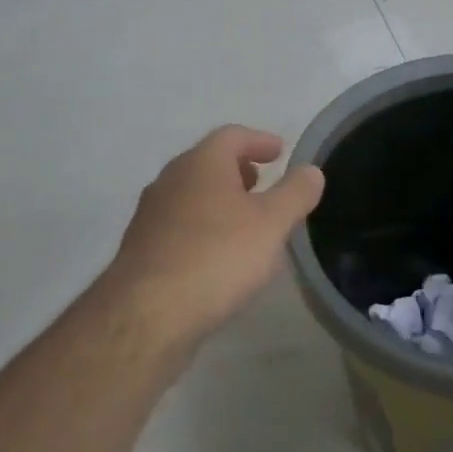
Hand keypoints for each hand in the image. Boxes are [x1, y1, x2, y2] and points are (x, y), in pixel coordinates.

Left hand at [98, 125, 324, 351]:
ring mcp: (150, 216)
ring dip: (219, 201)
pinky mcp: (141, 251)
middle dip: (238, 170)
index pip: (232, 136)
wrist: (147, 315)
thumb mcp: (272, 223)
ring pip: (191, 196)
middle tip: (263, 184)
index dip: (259, 140)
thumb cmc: (217, 256)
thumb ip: (295, 193)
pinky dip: (203, 228)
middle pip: (207, 163)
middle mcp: (169, 181)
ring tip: (246, 222)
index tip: (280, 152)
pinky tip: (218, 256)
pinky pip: (179, 227)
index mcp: (201, 164)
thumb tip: (311, 170)